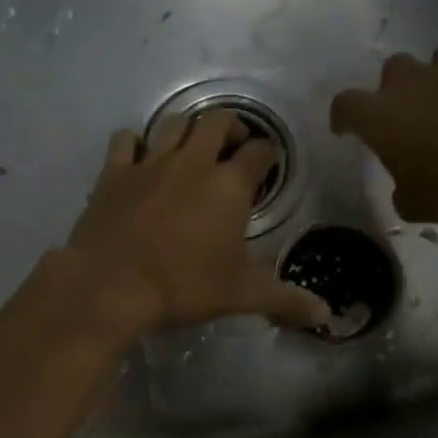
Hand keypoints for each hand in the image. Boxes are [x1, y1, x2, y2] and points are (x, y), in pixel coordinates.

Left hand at [61, 111, 331, 339]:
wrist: (111, 285)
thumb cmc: (184, 286)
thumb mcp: (242, 295)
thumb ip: (286, 300)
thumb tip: (326, 317)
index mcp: (229, 185)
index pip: (259, 151)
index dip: (268, 154)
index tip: (268, 164)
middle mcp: (193, 162)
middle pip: (217, 120)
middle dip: (232, 127)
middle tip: (233, 149)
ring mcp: (150, 162)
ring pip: (173, 122)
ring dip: (188, 128)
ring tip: (192, 147)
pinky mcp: (114, 172)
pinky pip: (125, 139)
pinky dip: (135, 142)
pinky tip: (139, 157)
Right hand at [331, 46, 437, 223]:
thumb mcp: (416, 206)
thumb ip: (404, 192)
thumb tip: (407, 188)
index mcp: (381, 115)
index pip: (345, 106)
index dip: (343, 118)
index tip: (345, 130)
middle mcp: (414, 83)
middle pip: (393, 69)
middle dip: (396, 88)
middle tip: (407, 114)